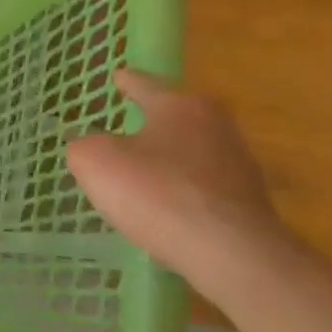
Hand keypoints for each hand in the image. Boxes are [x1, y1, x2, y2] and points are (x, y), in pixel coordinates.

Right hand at [65, 69, 299, 301]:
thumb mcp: (96, 162)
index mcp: (182, 106)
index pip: (146, 85)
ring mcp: (238, 166)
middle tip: (126, 128)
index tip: (119, 76)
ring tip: (142, 175)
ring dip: (168, 161)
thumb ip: (84, 146)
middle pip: (176, 118)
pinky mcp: (248, 204)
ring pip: (191, 153)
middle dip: (152, 122)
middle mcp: (217, 126)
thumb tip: (91, 147)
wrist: (232, 255)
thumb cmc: (158, 194)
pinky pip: (202, 189)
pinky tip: (165, 211)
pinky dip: (182, 193)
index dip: (128, 81)